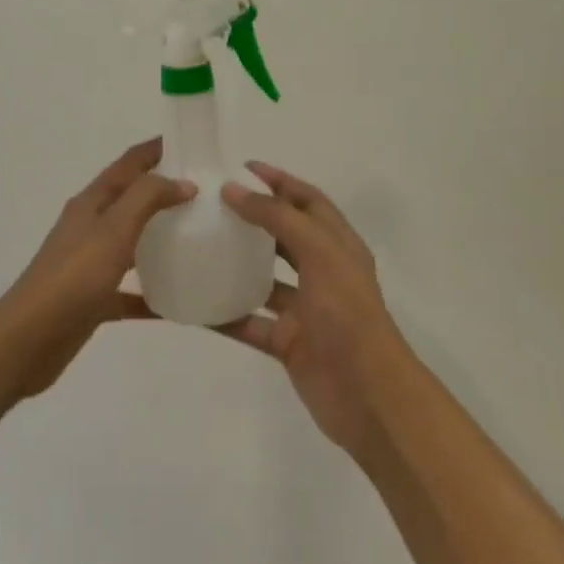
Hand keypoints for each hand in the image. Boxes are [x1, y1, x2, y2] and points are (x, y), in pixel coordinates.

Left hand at [0, 138, 194, 400]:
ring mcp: (90, 264)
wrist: (28, 340)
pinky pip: (129, 291)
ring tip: (199, 238)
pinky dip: (152, 293)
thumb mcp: (113, 229)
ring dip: (160, 238)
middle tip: (206, 193)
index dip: (155, 150)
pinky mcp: (93, 299)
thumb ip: (147, 198)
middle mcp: (89, 228)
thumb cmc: (73, 277)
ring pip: (131, 244)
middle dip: (164, 192)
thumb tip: (183, 182)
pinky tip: (179, 302)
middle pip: (131, 201)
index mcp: (91, 204)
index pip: (128, 164)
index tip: (190, 143)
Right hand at [219, 163, 414, 455]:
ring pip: (264, 280)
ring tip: (199, 246)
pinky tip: (195, 304)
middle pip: (285, 236)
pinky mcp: (288, 343)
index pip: (308, 201)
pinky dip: (225, 314)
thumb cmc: (348, 316)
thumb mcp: (320, 254)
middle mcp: (323, 273)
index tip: (242, 167)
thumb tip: (235, 191)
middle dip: (254, 218)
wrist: (368, 396)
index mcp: (339, 247)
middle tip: (214, 205)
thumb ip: (279, 220)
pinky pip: (250, 322)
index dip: (280, 181)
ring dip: (236, 265)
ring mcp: (305, 310)